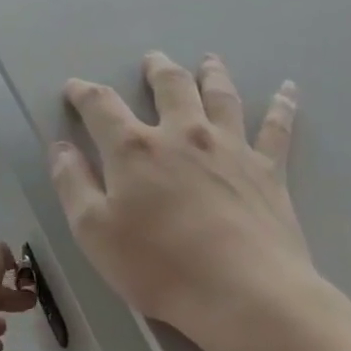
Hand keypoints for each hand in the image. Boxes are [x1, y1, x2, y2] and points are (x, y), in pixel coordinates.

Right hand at [50, 52, 321, 337]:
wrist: (242, 291)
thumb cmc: (158, 266)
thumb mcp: (93, 231)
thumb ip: (73, 184)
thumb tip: (61, 147)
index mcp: (135, 149)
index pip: (102, 107)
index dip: (84, 93)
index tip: (74, 88)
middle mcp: (184, 134)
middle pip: (170, 87)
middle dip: (157, 70)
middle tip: (152, 59)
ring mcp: (231, 148)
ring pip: (221, 96)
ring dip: (212, 74)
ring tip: (208, 60)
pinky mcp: (268, 169)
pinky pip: (276, 127)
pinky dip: (282, 105)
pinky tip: (288, 89)